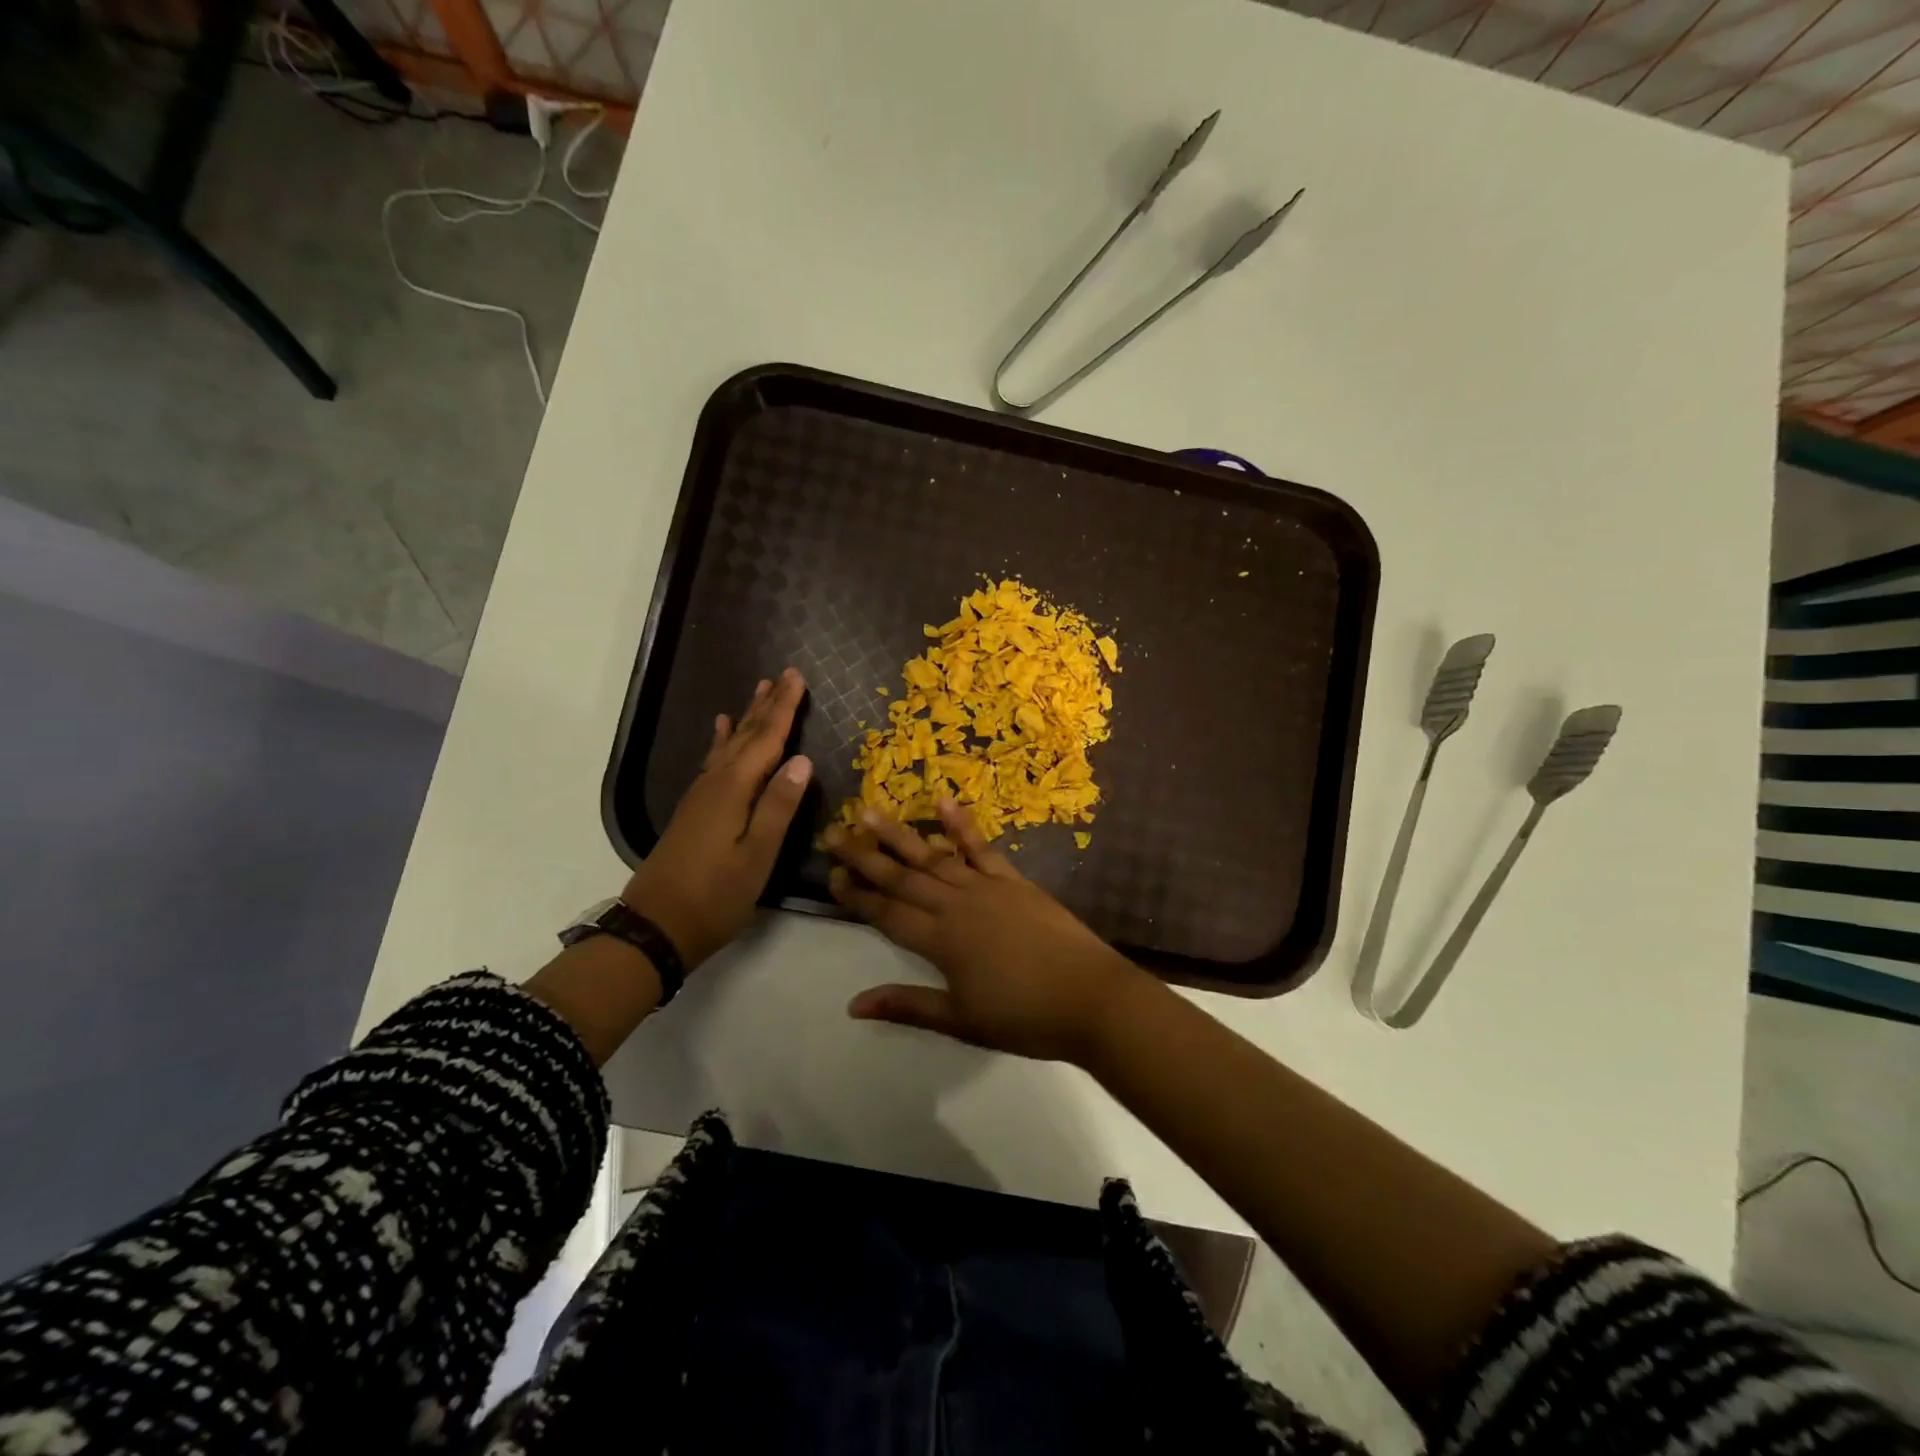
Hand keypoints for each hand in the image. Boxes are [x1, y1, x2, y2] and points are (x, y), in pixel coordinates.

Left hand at [622, 668, 812, 968]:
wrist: (656, 926)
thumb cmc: (715, 896)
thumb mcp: (757, 856)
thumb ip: (779, 806)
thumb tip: (802, 760)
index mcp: (735, 790)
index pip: (767, 739)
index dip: (784, 708)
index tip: (797, 677)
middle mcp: (716, 783)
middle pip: (747, 735)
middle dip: (768, 705)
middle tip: (784, 675)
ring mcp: (701, 795)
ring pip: (729, 744)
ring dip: (747, 716)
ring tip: (759, 690)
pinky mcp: (695, 808)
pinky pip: (714, 760)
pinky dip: (721, 740)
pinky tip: (721, 730)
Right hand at [823, 799, 1149, 1063]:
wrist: (1091, 997)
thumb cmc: (1025, 1017)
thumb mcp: (961, 1020)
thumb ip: (907, 1005)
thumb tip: (853, 1004)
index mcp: (941, 941)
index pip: (887, 913)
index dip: (857, 895)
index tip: (830, 875)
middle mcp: (957, 905)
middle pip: (903, 878)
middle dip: (865, 856)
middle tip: (833, 833)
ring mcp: (987, 887)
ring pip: (934, 856)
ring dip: (901, 835)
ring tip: (871, 812)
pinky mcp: (1014, 880)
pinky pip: (982, 847)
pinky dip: (961, 824)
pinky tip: (944, 801)